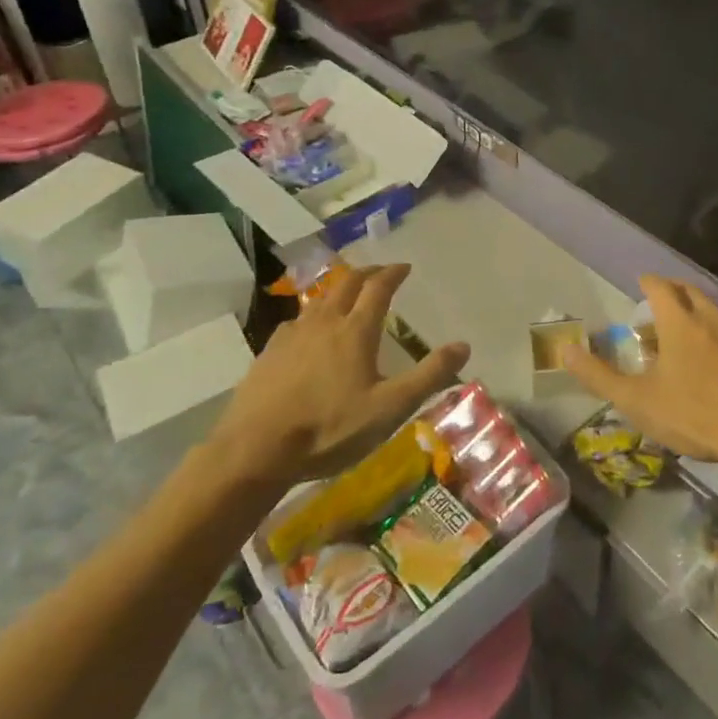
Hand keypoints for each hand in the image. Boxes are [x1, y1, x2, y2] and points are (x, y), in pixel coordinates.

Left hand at [207, 263, 468, 484]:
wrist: (254, 451)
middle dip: (367, 273)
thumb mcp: (389, 408)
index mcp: (355, 331)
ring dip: (338, 291)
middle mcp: (324, 323)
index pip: (378, 288)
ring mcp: (291, 336)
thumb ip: (428, 376)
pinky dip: (312, 316)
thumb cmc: (329, 429)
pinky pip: (295, 322)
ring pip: (319, 300)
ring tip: (347, 296)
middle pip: (347, 284)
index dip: (393, 273)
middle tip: (380, 273)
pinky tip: (309, 331)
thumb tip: (463, 345)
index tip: (404, 267)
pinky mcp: (268, 353)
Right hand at [560, 275, 717, 469]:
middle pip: (691, 291)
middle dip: (674, 291)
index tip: (641, 283)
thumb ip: (598, 376)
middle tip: (662, 303)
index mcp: (680, 322)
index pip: (660, 287)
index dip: (648, 282)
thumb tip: (564, 350)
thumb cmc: (695, 415)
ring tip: (690, 329)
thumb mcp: (637, 401)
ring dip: (701, 311)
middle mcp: (712, 317)